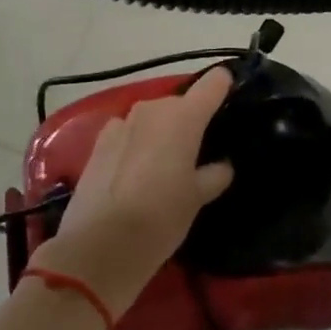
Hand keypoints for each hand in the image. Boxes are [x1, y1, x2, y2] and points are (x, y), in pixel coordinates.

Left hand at [29, 68, 234, 317]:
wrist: (98, 246)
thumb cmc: (160, 218)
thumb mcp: (197, 199)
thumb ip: (214, 174)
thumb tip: (222, 166)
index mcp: (184, 117)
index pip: (214, 83)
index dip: (224, 87)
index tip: (231, 98)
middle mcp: (153, 109)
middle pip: (180, 104)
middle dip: (190, 122)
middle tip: (198, 152)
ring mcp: (122, 122)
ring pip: (153, 118)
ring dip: (161, 133)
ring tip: (166, 165)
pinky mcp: (99, 141)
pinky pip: (129, 133)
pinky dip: (136, 144)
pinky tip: (136, 172)